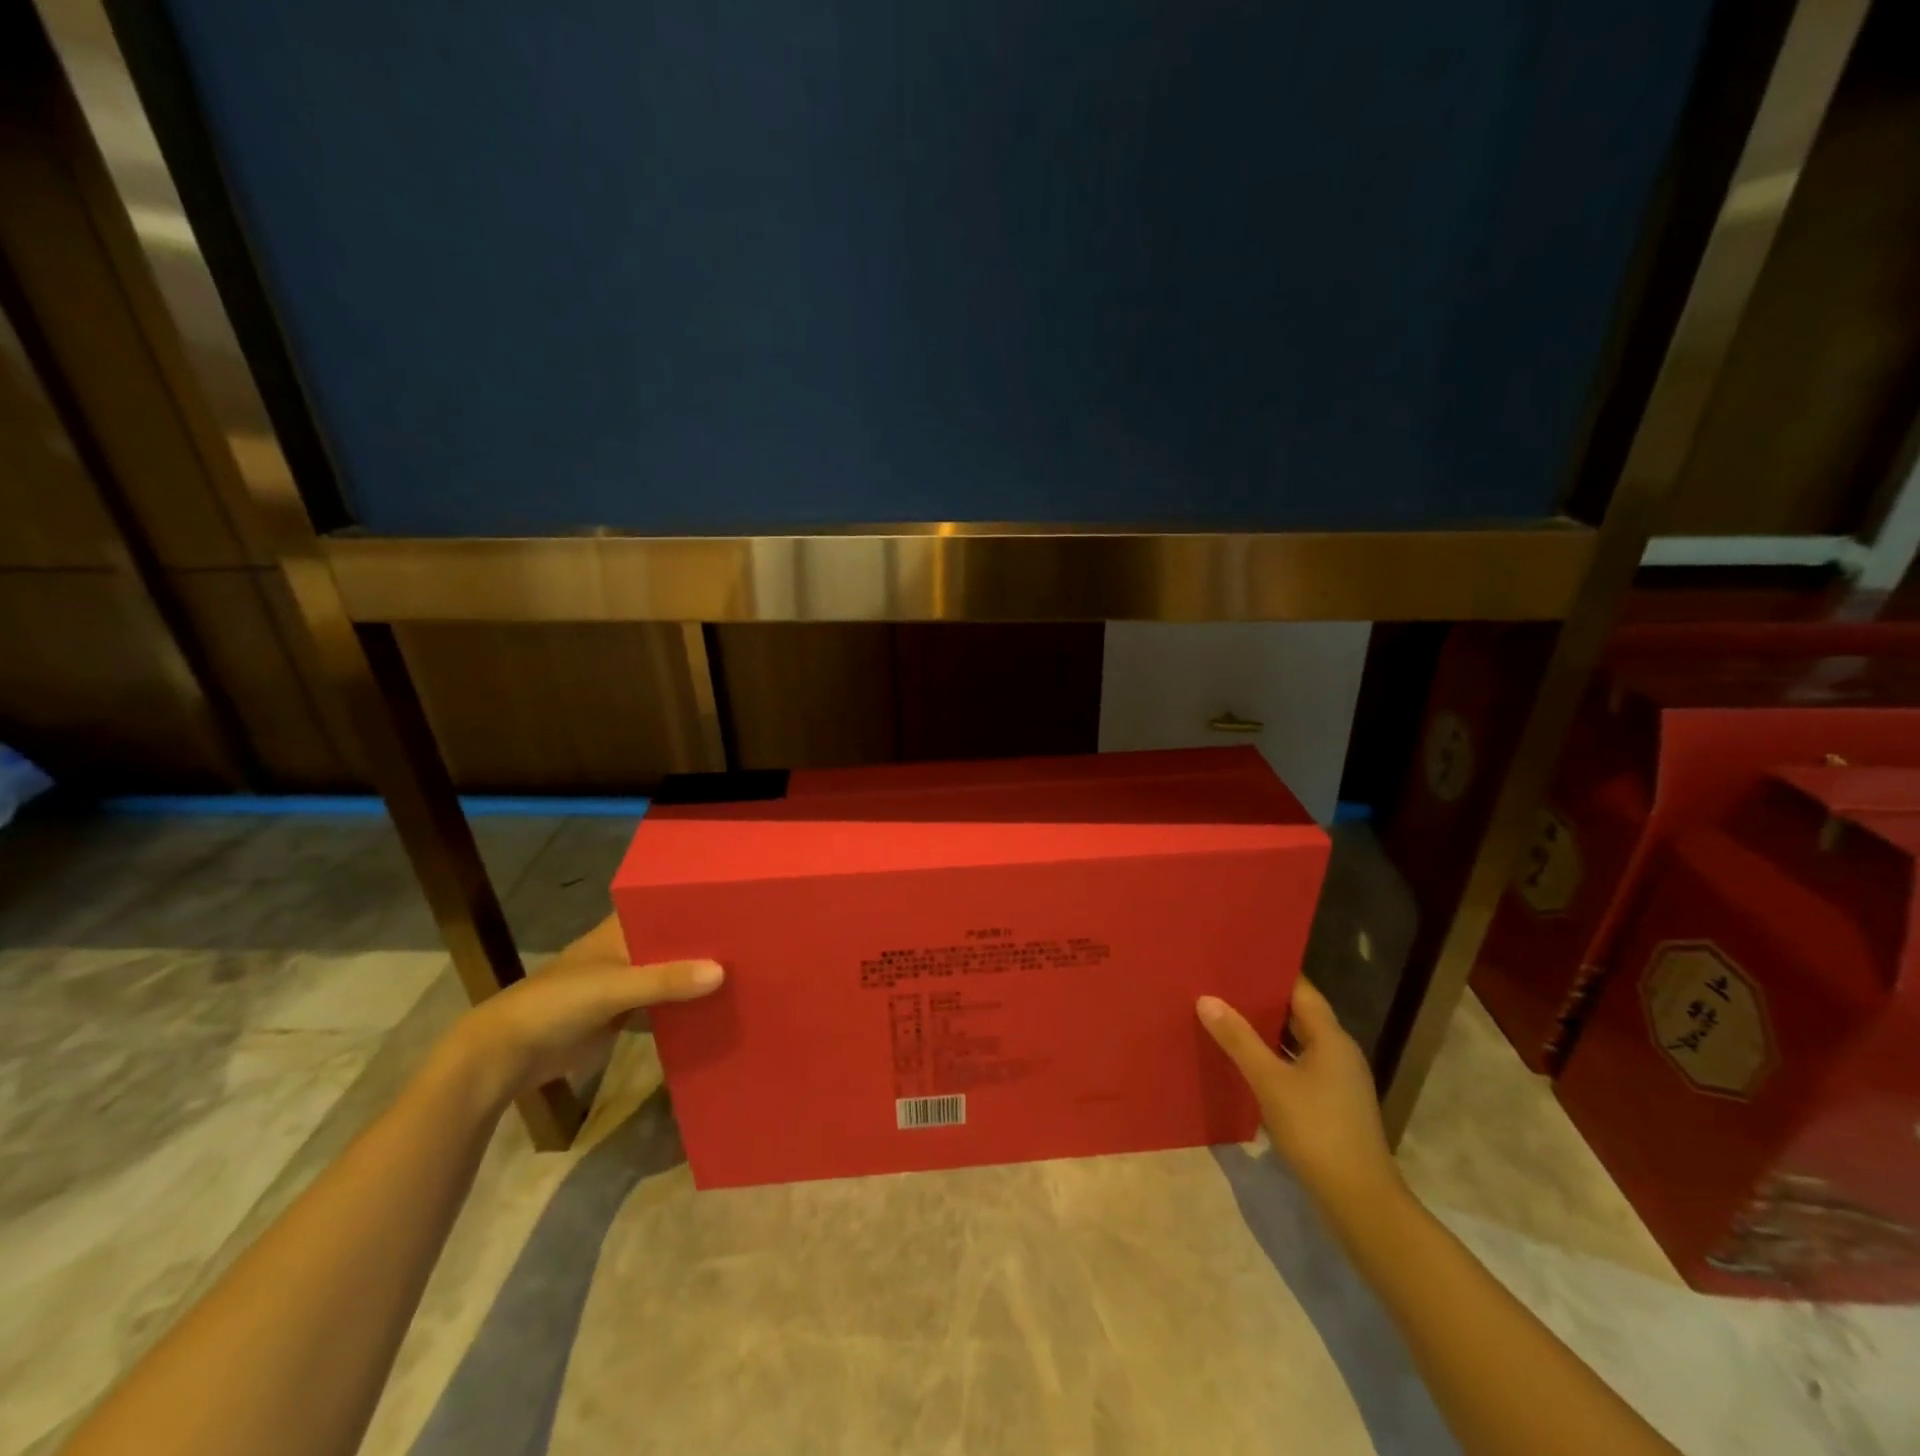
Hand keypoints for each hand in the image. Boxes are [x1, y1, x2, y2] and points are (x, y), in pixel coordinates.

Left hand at [444, 914, 722, 1109]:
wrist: (505, 1057)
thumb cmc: (555, 1004)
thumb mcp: (612, 987)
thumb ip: (664, 980)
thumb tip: (722, 972)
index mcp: (620, 930)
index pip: (665, 906)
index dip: (697, 903)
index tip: (740, 901)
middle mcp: (626, 950)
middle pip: (673, 942)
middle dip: (706, 943)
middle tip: (756, 940)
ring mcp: (626, 984)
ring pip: (671, 974)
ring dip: (697, 976)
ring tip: (749, 970)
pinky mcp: (624, 1016)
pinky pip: (663, 1006)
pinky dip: (684, 1006)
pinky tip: (718, 1007)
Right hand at [1197, 979, 1403, 1214]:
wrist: (1360, 1203)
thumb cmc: (1317, 1131)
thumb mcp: (1271, 1082)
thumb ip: (1239, 1039)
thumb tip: (1206, 998)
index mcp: (1331, 1038)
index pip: (1300, 989)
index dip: (1270, 971)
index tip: (1236, 957)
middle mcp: (1338, 1052)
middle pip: (1297, 1014)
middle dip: (1260, 1000)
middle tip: (1219, 984)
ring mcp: (1336, 1081)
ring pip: (1295, 1042)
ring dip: (1264, 1031)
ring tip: (1223, 1016)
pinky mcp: (1329, 1105)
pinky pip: (1296, 1066)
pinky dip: (1272, 1059)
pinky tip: (1242, 1061)